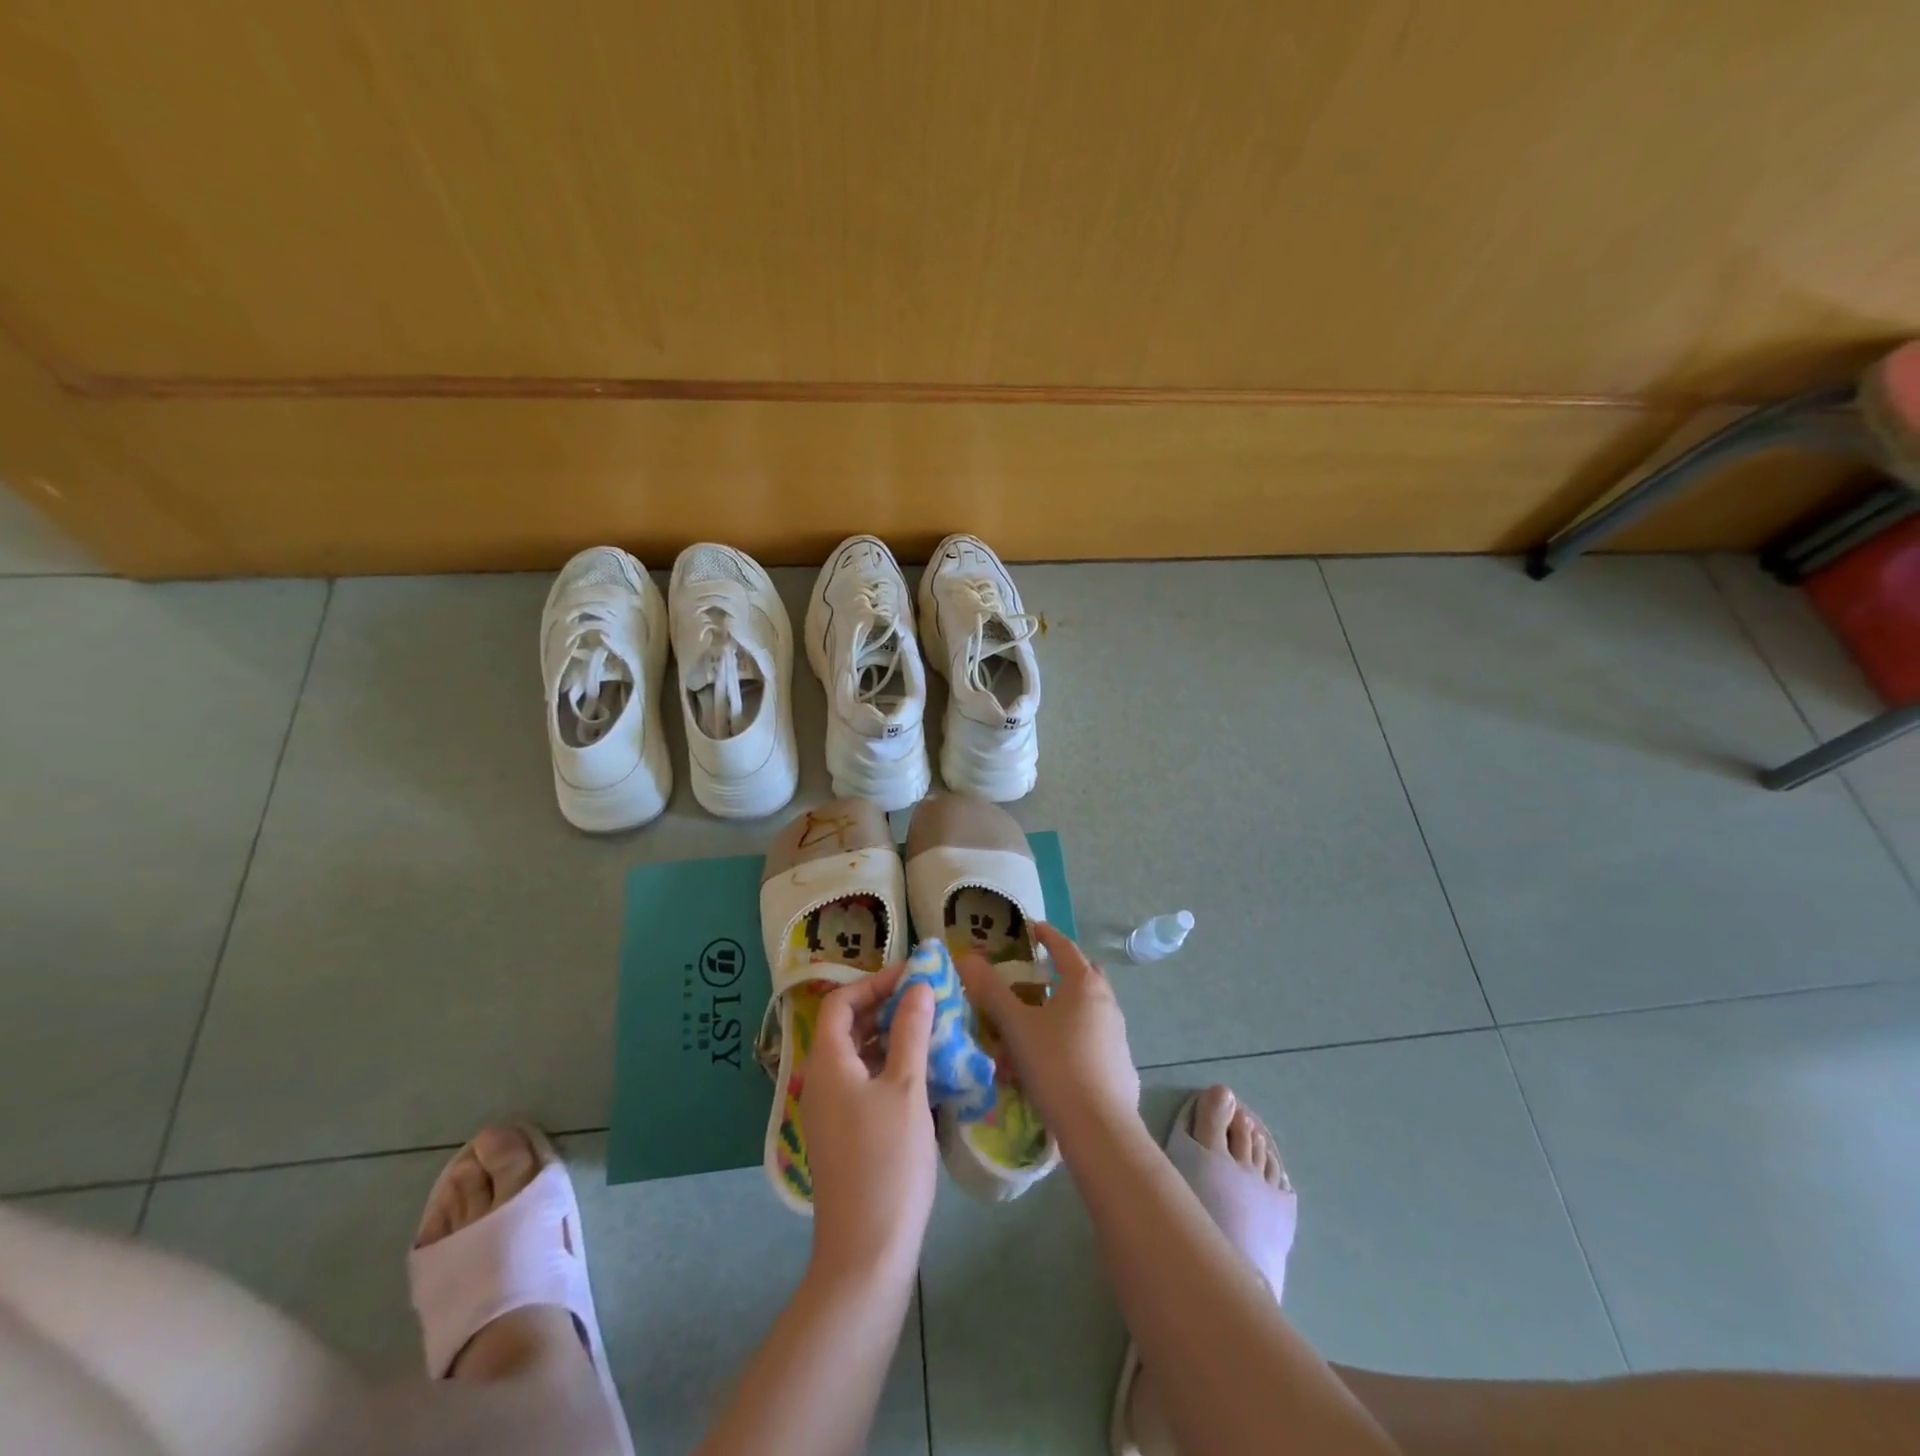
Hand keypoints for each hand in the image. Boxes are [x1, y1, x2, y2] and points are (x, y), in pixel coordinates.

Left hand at [800, 966, 938, 1282]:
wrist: (866, 1251)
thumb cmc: (887, 1160)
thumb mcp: (907, 1088)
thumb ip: (911, 1031)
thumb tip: (919, 986)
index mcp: (828, 1063)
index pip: (840, 1002)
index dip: (874, 983)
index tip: (913, 977)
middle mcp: (820, 1082)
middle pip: (847, 1028)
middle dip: (886, 1008)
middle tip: (928, 1002)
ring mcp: (830, 1112)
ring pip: (858, 1058)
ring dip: (891, 1039)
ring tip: (932, 1033)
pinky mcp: (843, 1136)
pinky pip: (863, 1085)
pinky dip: (889, 1069)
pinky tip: (923, 1076)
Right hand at [955, 921, 1140, 1140]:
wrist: (1099, 1128)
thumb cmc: (1055, 1064)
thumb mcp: (1015, 1025)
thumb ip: (990, 990)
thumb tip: (965, 958)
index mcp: (1084, 984)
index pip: (1064, 947)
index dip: (1047, 935)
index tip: (1033, 927)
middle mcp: (1106, 1003)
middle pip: (1081, 977)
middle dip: (1058, 973)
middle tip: (1032, 977)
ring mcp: (1117, 1035)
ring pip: (1084, 1012)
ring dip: (1060, 1012)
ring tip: (1030, 1026)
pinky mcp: (1120, 1066)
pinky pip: (1089, 1041)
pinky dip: (1069, 1040)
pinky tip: (1048, 1063)